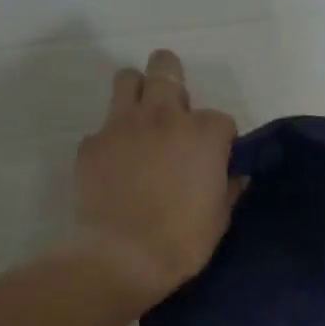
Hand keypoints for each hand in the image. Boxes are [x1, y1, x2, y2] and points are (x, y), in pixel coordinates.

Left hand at [72, 49, 240, 307]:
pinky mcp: (91, 143)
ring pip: (127, 79)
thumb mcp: (219, 217)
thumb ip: (227, 187)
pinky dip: (112, 141)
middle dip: (173, 81)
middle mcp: (163, 117)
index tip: (215, 159)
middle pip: (166, 68)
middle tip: (174, 113)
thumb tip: (233, 175)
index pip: (220, 118)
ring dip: (137, 93)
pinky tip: (115, 167)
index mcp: (203, 134)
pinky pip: (102, 128)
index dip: (219, 138)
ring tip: (141, 123)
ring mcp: (121, 126)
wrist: (123, 258)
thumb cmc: (182, 241)